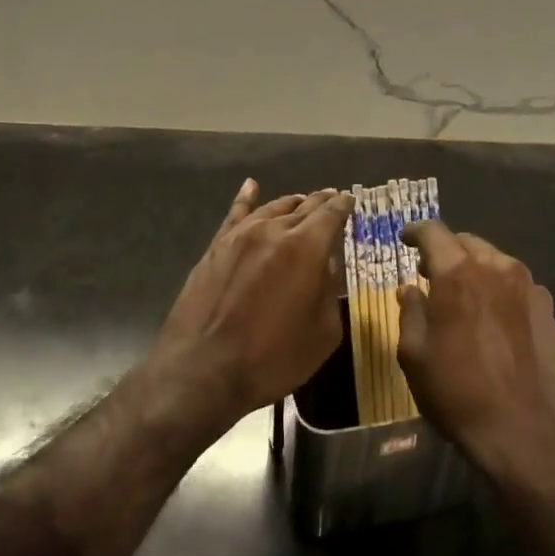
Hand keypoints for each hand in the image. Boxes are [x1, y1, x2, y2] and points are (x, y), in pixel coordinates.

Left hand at [148, 181, 352, 426]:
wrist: (204, 369)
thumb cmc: (273, 358)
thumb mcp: (323, 332)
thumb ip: (329, 291)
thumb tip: (326, 266)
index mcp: (307, 247)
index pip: (331, 214)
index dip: (344, 206)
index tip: (350, 201)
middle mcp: (275, 230)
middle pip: (304, 206)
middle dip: (321, 201)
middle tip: (332, 198)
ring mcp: (241, 236)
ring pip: (272, 208)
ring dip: (291, 203)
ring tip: (301, 201)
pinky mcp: (216, 247)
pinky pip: (235, 214)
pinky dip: (246, 198)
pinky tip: (251, 186)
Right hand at [397, 222, 554, 485]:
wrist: (527, 434)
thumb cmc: (458, 393)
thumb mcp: (414, 356)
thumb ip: (410, 312)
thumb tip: (411, 289)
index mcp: (458, 274)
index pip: (434, 231)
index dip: (416, 231)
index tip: (406, 239)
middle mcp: (497, 268)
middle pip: (467, 242)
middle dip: (446, 250)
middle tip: (431, 272)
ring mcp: (530, 288)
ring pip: (496, 261)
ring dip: (476, 269)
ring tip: (464, 294)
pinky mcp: (550, 311)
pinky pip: (518, 286)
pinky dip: (500, 290)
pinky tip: (494, 318)